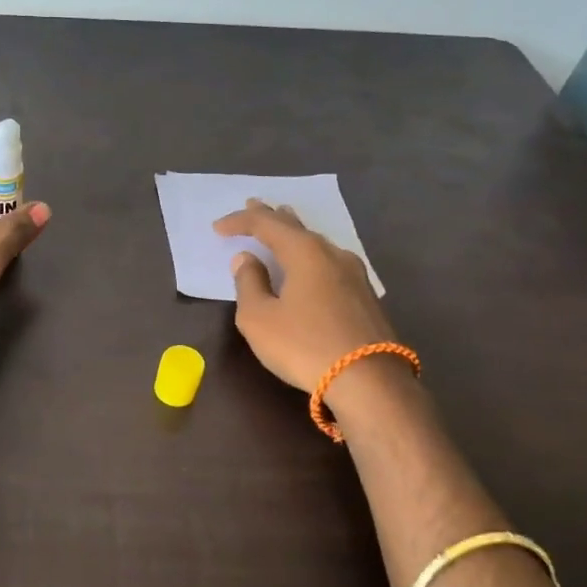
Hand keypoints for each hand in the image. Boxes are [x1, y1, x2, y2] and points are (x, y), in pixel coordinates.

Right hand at [215, 199, 395, 391]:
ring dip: (295, 234)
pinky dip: (311, 255)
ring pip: (318, 244)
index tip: (218, 227)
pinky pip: (329, 262)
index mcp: (304, 252)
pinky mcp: (365, 296)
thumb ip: (249, 284)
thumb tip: (246, 259)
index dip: (240, 223)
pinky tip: (311, 263)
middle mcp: (332, 254)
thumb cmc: (304, 345)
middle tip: (255, 206)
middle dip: (273, 217)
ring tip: (283, 226)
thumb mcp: (260, 318)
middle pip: (297, 227)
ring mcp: (354, 274)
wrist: (368, 380)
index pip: (266, 225)